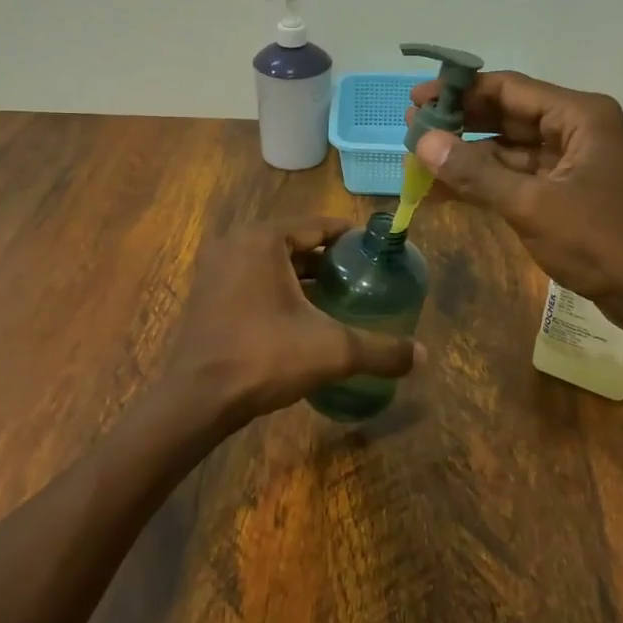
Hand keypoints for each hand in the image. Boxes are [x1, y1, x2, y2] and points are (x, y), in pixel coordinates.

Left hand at [160, 216, 422, 432]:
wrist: (198, 398)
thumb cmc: (264, 357)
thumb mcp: (332, 350)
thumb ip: (380, 350)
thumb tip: (424, 356)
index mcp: (263, 239)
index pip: (316, 224)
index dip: (348, 236)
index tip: (374, 251)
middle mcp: (235, 243)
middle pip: (293, 242)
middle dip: (326, 258)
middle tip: (360, 277)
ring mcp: (215, 269)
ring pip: (270, 263)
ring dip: (301, 276)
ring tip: (336, 296)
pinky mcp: (206, 295)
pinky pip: (251, 280)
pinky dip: (276, 289)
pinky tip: (299, 317)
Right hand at [409, 71, 622, 321]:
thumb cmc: (600, 241)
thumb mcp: (531, 205)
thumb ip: (475, 172)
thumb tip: (422, 142)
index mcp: (579, 116)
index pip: (509, 88)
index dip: (460, 91)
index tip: (417, 99)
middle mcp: (576, 128)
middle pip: (508, 113)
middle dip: (461, 120)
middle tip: (412, 125)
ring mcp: (571, 159)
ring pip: (510, 145)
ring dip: (469, 150)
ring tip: (421, 153)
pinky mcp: (565, 188)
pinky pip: (518, 173)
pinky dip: (486, 177)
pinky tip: (447, 182)